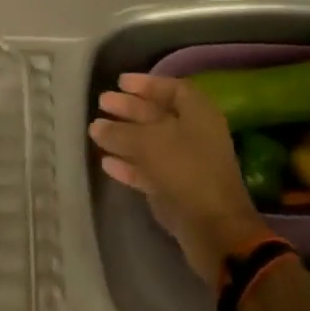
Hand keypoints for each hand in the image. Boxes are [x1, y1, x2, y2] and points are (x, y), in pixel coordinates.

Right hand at [88, 73, 268, 283]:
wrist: (213, 228)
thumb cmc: (186, 171)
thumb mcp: (149, 143)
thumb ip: (120, 132)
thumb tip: (97, 126)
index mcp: (199, 114)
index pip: (173, 88)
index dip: (146, 84)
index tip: (119, 82)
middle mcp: (195, 135)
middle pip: (159, 115)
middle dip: (130, 108)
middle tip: (102, 102)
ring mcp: (186, 164)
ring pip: (151, 143)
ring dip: (125, 136)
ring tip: (96, 131)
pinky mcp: (176, 190)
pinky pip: (149, 170)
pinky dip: (129, 165)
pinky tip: (106, 163)